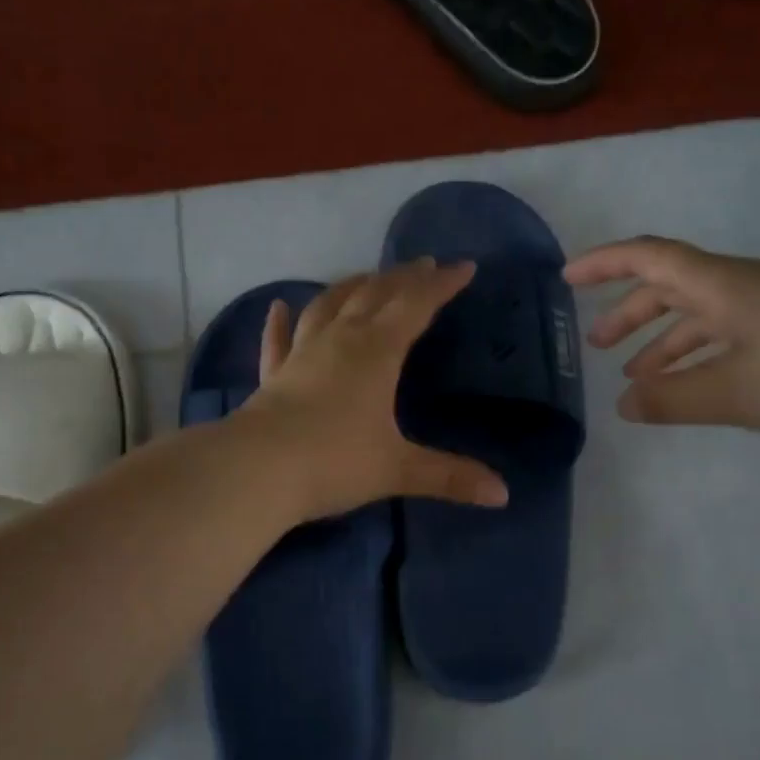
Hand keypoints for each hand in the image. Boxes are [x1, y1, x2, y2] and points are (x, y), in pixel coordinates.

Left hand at [243, 260, 510, 518]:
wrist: (257, 471)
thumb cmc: (334, 462)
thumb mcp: (397, 469)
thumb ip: (449, 476)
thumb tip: (502, 494)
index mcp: (376, 352)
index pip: (416, 306)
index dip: (441, 285)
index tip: (464, 267)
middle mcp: (339, 341)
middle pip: (374, 295)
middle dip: (402, 278)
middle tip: (423, 264)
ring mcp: (301, 354)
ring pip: (328, 306)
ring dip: (350, 286)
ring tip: (366, 276)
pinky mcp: (272, 375)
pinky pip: (277, 340)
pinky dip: (280, 322)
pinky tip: (279, 306)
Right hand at [563, 236, 759, 440]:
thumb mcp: (739, 393)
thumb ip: (675, 400)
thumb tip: (623, 406)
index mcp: (722, 286)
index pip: (648, 259)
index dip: (604, 264)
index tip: (567, 279)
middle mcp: (745, 286)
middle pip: (671, 286)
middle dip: (628, 313)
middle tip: (597, 348)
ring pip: (702, 315)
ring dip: (664, 342)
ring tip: (638, 380)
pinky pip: (731, 334)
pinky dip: (702, 357)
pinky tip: (699, 387)